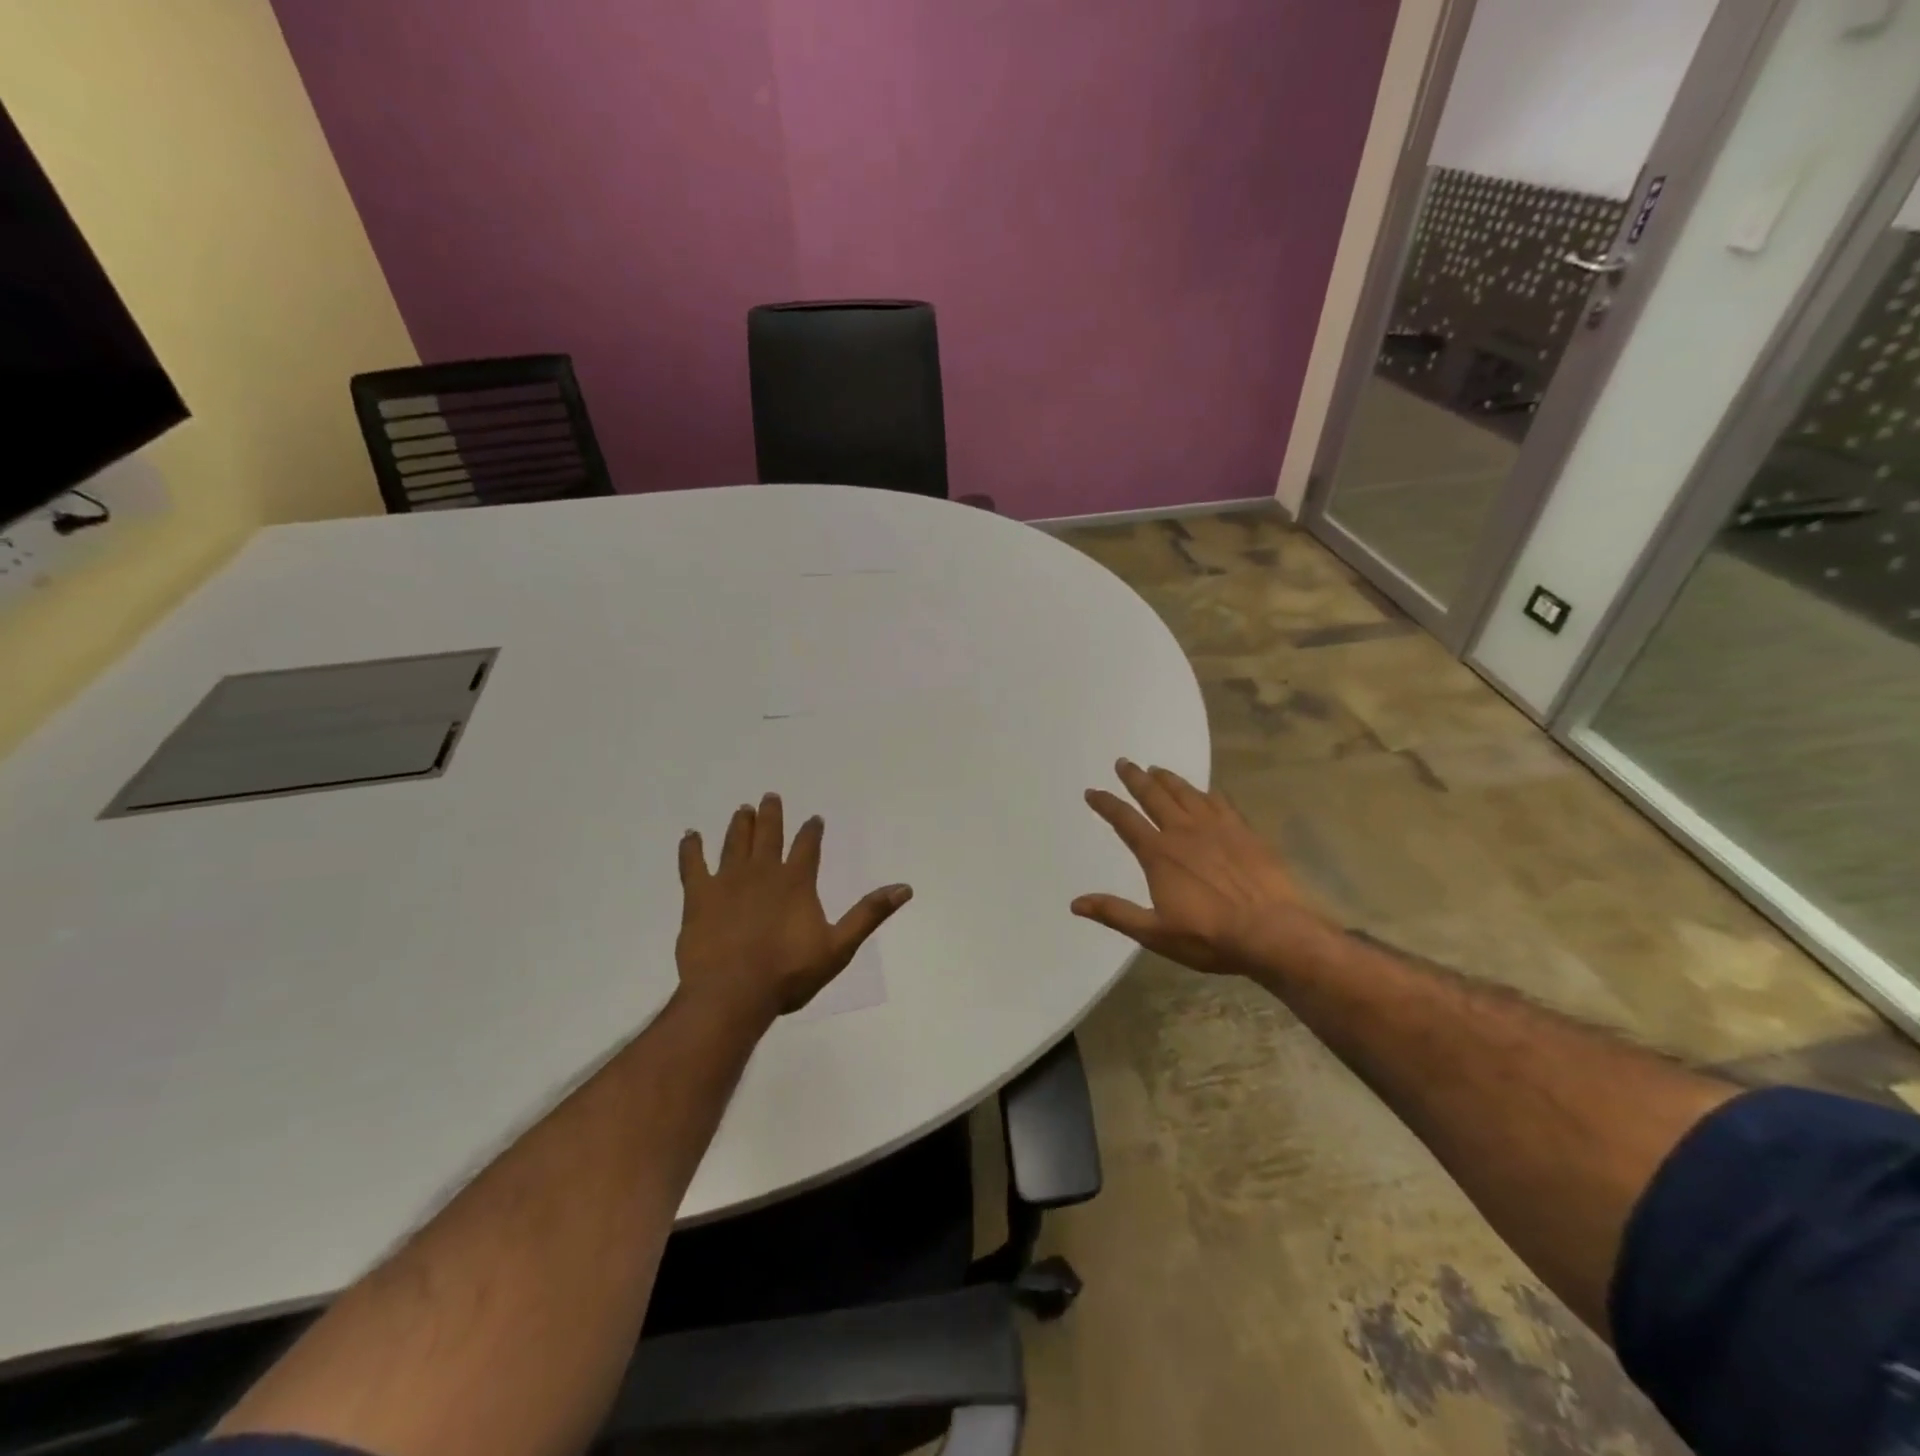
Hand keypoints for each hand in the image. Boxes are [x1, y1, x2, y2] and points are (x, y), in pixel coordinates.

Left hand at [677, 793, 911, 1022]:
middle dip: (771, 815)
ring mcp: (727, 881)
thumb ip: (869, 914)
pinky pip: (692, 864)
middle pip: (768, 834)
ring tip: (742, 809)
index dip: (812, 831)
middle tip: (770, 797)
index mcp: (796, 881)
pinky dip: (691, 848)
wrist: (732, 993)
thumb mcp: (839, 947)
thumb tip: (904, 888)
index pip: (808, 846)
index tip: (814, 819)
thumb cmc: (788, 973)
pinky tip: (690, 835)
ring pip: (734, 843)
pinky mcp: (698, 896)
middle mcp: (762, 871)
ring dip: (739, 825)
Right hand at [1072, 759, 1328, 975]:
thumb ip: (1115, 913)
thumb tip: (1075, 903)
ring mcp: (1217, 828)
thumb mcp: (1155, 932)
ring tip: (1156, 769)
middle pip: (1154, 796)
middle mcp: (1184, 832)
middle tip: (1123, 762)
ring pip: (1186, 793)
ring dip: (1168, 779)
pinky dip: (1208, 793)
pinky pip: (1221, 803)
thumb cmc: (1209, 936)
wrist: (1273, 931)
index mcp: (1159, 854)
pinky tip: (1206, 790)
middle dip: (1135, 778)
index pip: (1125, 821)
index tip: (1092, 791)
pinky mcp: (1244, 832)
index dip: (1106, 804)